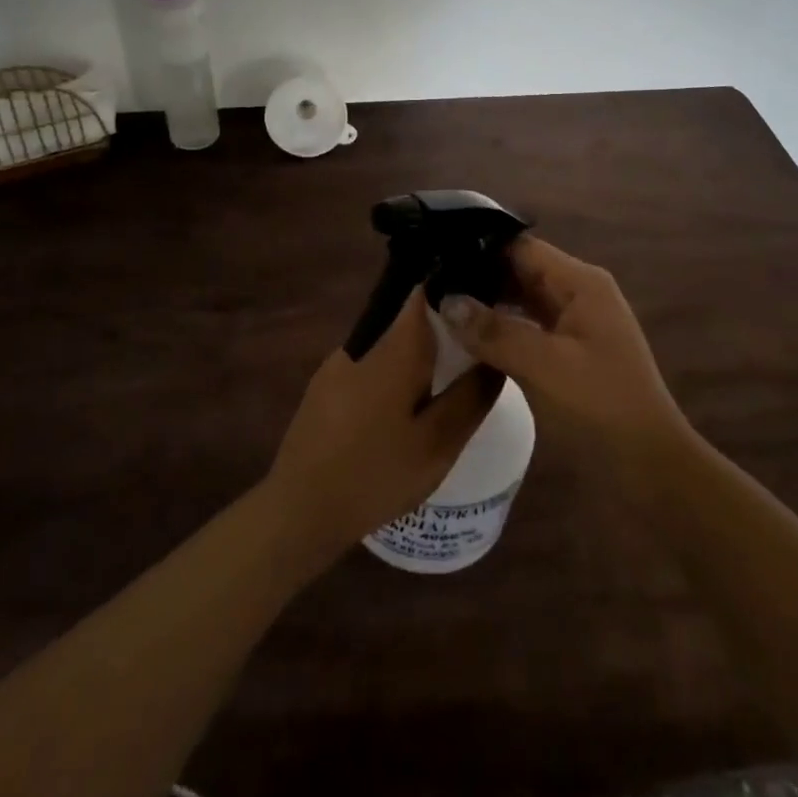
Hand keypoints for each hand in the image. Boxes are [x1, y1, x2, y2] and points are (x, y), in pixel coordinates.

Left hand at [264, 285, 498, 563]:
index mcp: (394, 347)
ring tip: (447, 381)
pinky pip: (371, 363)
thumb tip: (497, 357)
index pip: (425, 290)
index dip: (454, 286)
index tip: (483, 299)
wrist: (300, 510)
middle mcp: (363, 341)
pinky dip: (394, 372)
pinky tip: (405, 406)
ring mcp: (339, 362)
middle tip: (475, 351)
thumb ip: (471, 396)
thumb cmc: (375, 474)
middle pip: (409, 316)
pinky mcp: (325, 385)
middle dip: (443, 327)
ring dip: (418, 354)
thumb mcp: (438, 443)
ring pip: (390, 342)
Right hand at [438, 235, 686, 458]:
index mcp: (580, 283)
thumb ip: (494, 331)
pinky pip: (527, 327)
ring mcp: (574, 323)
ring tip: (437, 304)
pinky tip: (466, 337)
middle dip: (478, 275)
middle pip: (520, 270)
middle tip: (428, 281)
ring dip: (486, 303)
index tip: (436, 254)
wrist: (650, 467)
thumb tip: (445, 300)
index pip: (521, 247)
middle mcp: (578, 293)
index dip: (479, 248)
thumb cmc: (601, 406)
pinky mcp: (568, 352)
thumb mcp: (544, 366)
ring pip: (521, 300)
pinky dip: (499, 329)